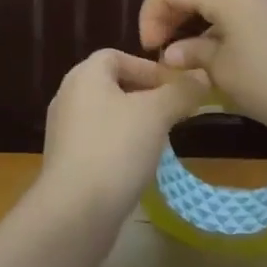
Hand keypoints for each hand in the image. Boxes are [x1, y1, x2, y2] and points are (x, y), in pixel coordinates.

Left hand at [40, 49, 210, 214]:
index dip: (148, 67)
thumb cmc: (116, 148)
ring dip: (135, 122)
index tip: (176, 87)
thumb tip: (202, 76)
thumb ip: (181, 91)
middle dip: (146, 95)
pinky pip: (99, 142)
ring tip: (162, 138)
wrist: (76, 211)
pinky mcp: (67, 162)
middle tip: (174, 112)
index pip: (116, 55)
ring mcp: (64, 132)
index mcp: (84, 76)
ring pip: (107, 115)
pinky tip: (139, 164)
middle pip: (112, 85)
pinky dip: (121, 146)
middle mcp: (68, 97)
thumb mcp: (157, 113)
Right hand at [137, 0, 266, 144]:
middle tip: (161, 54)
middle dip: (169, 18)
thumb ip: (191, 53)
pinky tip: (214, 63)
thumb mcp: (222, 71)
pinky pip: (233, 17)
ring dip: (191, 28)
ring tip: (185, 63)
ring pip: (213, 5)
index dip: (151, 13)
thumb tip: (172, 52)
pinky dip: (214, 33)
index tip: (150, 49)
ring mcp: (264, 4)